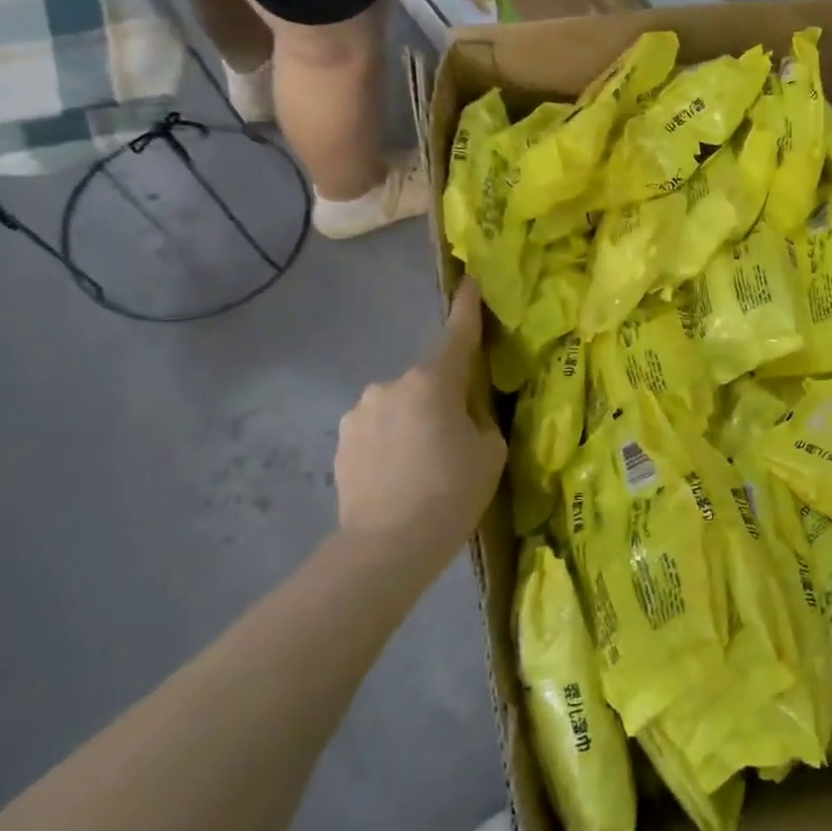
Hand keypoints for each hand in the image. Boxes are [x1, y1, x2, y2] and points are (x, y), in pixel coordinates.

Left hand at [334, 280, 505, 551]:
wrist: (386, 547)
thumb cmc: (451, 493)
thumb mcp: (489, 452)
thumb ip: (479, 419)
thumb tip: (463, 414)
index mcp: (432, 381)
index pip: (457, 334)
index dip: (468, 308)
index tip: (470, 282)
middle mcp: (390, 385)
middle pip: (427, 380)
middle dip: (441, 398)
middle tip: (455, 439)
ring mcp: (359, 412)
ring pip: (399, 406)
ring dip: (412, 421)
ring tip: (422, 466)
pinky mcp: (341, 441)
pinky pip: (377, 429)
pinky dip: (390, 443)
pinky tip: (397, 476)